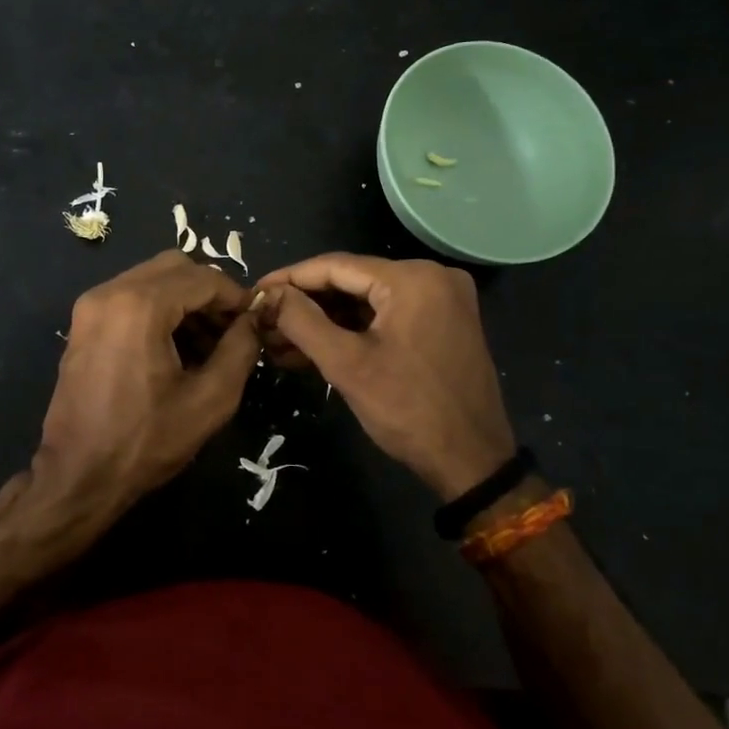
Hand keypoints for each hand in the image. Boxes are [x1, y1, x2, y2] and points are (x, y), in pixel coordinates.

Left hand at [23, 251, 259, 562]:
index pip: (203, 277)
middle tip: (231, 329)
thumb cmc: (146, 441)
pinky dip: (159, 307)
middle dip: (209, 292)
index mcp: (140, 305)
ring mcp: (91, 304)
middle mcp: (110, 291)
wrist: (78, 476)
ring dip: (185, 299)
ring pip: (152, 278)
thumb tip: (253, 319)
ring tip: (208, 342)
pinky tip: (176, 345)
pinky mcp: (84, 322)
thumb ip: (240, 349)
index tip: (255, 320)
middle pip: (175, 267)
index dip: (235, 296)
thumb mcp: (210, 399)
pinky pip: (131, 295)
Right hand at [254, 253, 513, 500]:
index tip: (254, 293)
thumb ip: (302, 321)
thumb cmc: (408, 411)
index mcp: (413, 278)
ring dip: (325, 319)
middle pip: (352, 280)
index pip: (336, 265)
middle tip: (264, 322)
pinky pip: (386, 314)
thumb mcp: (347, 365)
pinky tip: (315, 346)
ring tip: (279, 340)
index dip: (289, 278)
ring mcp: (442, 299)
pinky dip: (352, 328)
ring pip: (367, 299)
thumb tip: (267, 294)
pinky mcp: (443, 321)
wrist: (473, 463)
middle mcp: (432, 276)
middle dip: (305, 303)